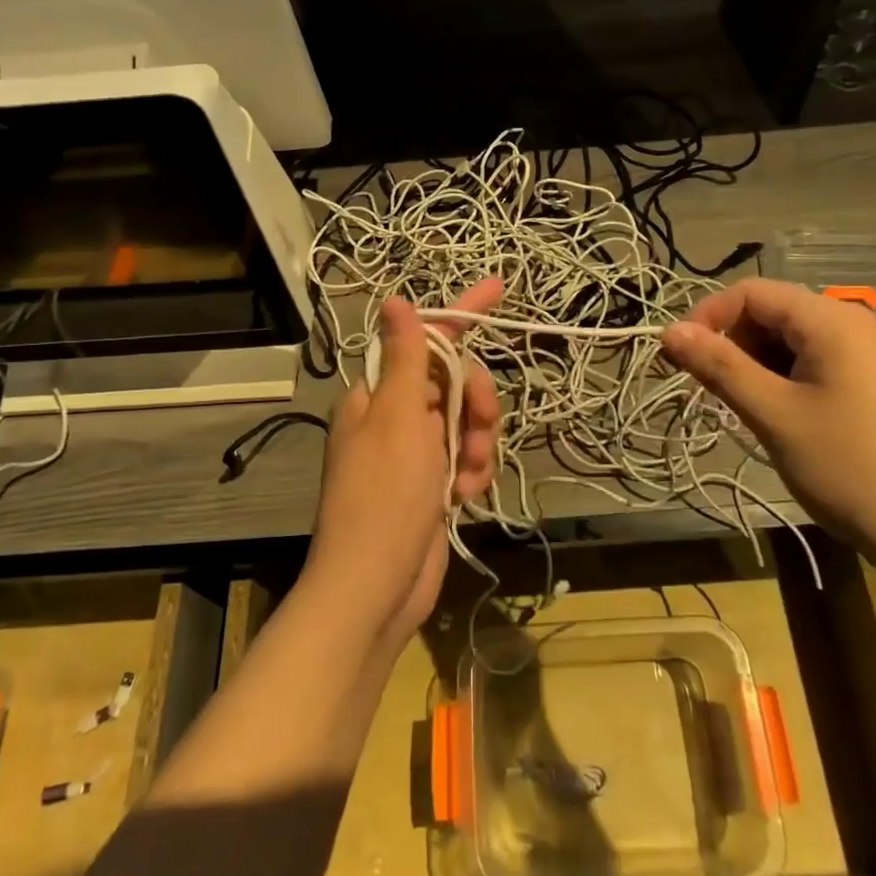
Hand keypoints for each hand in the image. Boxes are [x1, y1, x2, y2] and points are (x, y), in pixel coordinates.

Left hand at [303, 281, 503, 653]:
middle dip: (474, 403)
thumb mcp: (399, 418)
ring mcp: (414, 454)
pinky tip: (465, 496)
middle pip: (454, 382)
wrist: (375, 589)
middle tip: (477, 426)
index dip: (463, 312)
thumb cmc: (385, 496)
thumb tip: (394, 299)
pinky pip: (464, 460)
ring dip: (476, 444)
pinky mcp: (431, 487)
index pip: (427, 339)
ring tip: (467, 475)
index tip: (500, 287)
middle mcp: (395, 417)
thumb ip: (407, 357)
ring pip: (465, 423)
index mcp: (379, 394)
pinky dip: (471, 473)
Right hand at [661, 280, 875, 551]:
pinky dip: (779, 378)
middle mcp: (849, 323)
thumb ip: (718, 366)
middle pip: (769, 311)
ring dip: (753, 364)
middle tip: (711, 390)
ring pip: (785, 339)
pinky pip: (808, 360)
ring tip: (745, 409)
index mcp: (830, 319)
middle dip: (731, 343)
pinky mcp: (866, 380)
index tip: (680, 357)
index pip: (751, 292)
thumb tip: (667, 331)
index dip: (708, 317)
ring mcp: (862, 352)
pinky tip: (776, 415)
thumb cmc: (846, 465)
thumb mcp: (772, 413)